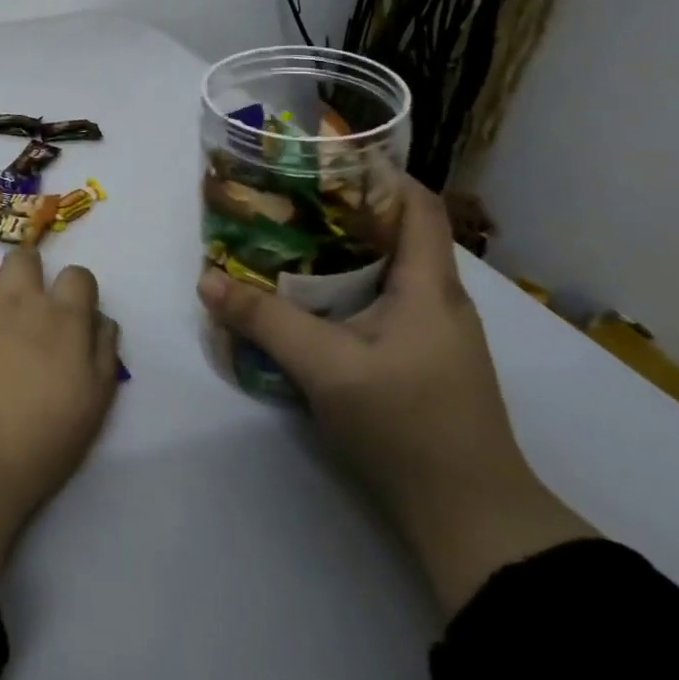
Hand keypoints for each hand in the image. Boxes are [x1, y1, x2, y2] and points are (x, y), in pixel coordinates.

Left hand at [0, 245, 121, 589]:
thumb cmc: (38, 442)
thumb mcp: (93, 406)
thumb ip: (103, 354)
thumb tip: (100, 320)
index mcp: (63, 318)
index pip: (78, 276)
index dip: (75, 290)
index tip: (68, 312)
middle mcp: (20, 297)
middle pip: (26, 257)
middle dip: (27, 274)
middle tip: (21, 305)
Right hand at [197, 177, 595, 615]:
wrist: (471, 520)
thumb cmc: (408, 425)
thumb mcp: (326, 367)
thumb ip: (264, 320)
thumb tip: (207, 279)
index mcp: (430, 286)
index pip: (417, 205)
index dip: (378, 173)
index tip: (323, 159)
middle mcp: (437, 300)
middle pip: (393, 233)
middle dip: (339, 209)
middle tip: (282, 198)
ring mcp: (431, 334)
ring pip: (383, 270)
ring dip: (337, 252)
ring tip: (282, 240)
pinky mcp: (417, 361)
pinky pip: (378, 303)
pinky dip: (341, 289)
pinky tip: (302, 300)